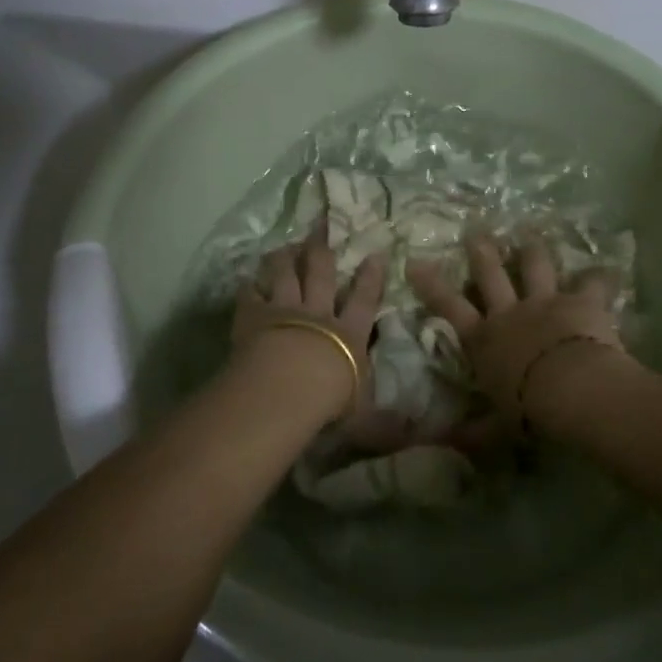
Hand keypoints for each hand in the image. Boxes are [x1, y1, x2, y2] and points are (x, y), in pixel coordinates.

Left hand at [233, 227, 385, 412]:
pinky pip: (251, 295)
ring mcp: (285, 310)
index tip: (375, 254)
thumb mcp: (365, 417)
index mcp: (349, 334)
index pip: (365, 300)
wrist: (286, 386)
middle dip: (322, 251)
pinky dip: (250, 286)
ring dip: (285, 258)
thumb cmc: (329, 400)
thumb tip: (413, 433)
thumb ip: (384, 421)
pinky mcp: (255, 316)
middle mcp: (319, 313)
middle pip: (322, 275)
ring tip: (285, 245)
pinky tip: (248, 279)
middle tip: (321, 228)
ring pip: (285, 275)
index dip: (371, 277)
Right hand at [408, 232, 623, 423]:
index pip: (450, 307)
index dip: (431, 284)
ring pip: (535, 266)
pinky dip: (599, 277)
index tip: (415, 261)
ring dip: (532, 249)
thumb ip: (473, 432)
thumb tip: (445, 443)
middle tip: (475, 229)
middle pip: (491, 273)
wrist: (572, 389)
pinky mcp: (581, 301)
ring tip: (530, 232)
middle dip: (481, 251)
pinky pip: (592, 283)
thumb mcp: (496, 428)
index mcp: (485, 339)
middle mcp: (510, 312)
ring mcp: (545, 302)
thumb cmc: (528, 409)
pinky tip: (606, 269)